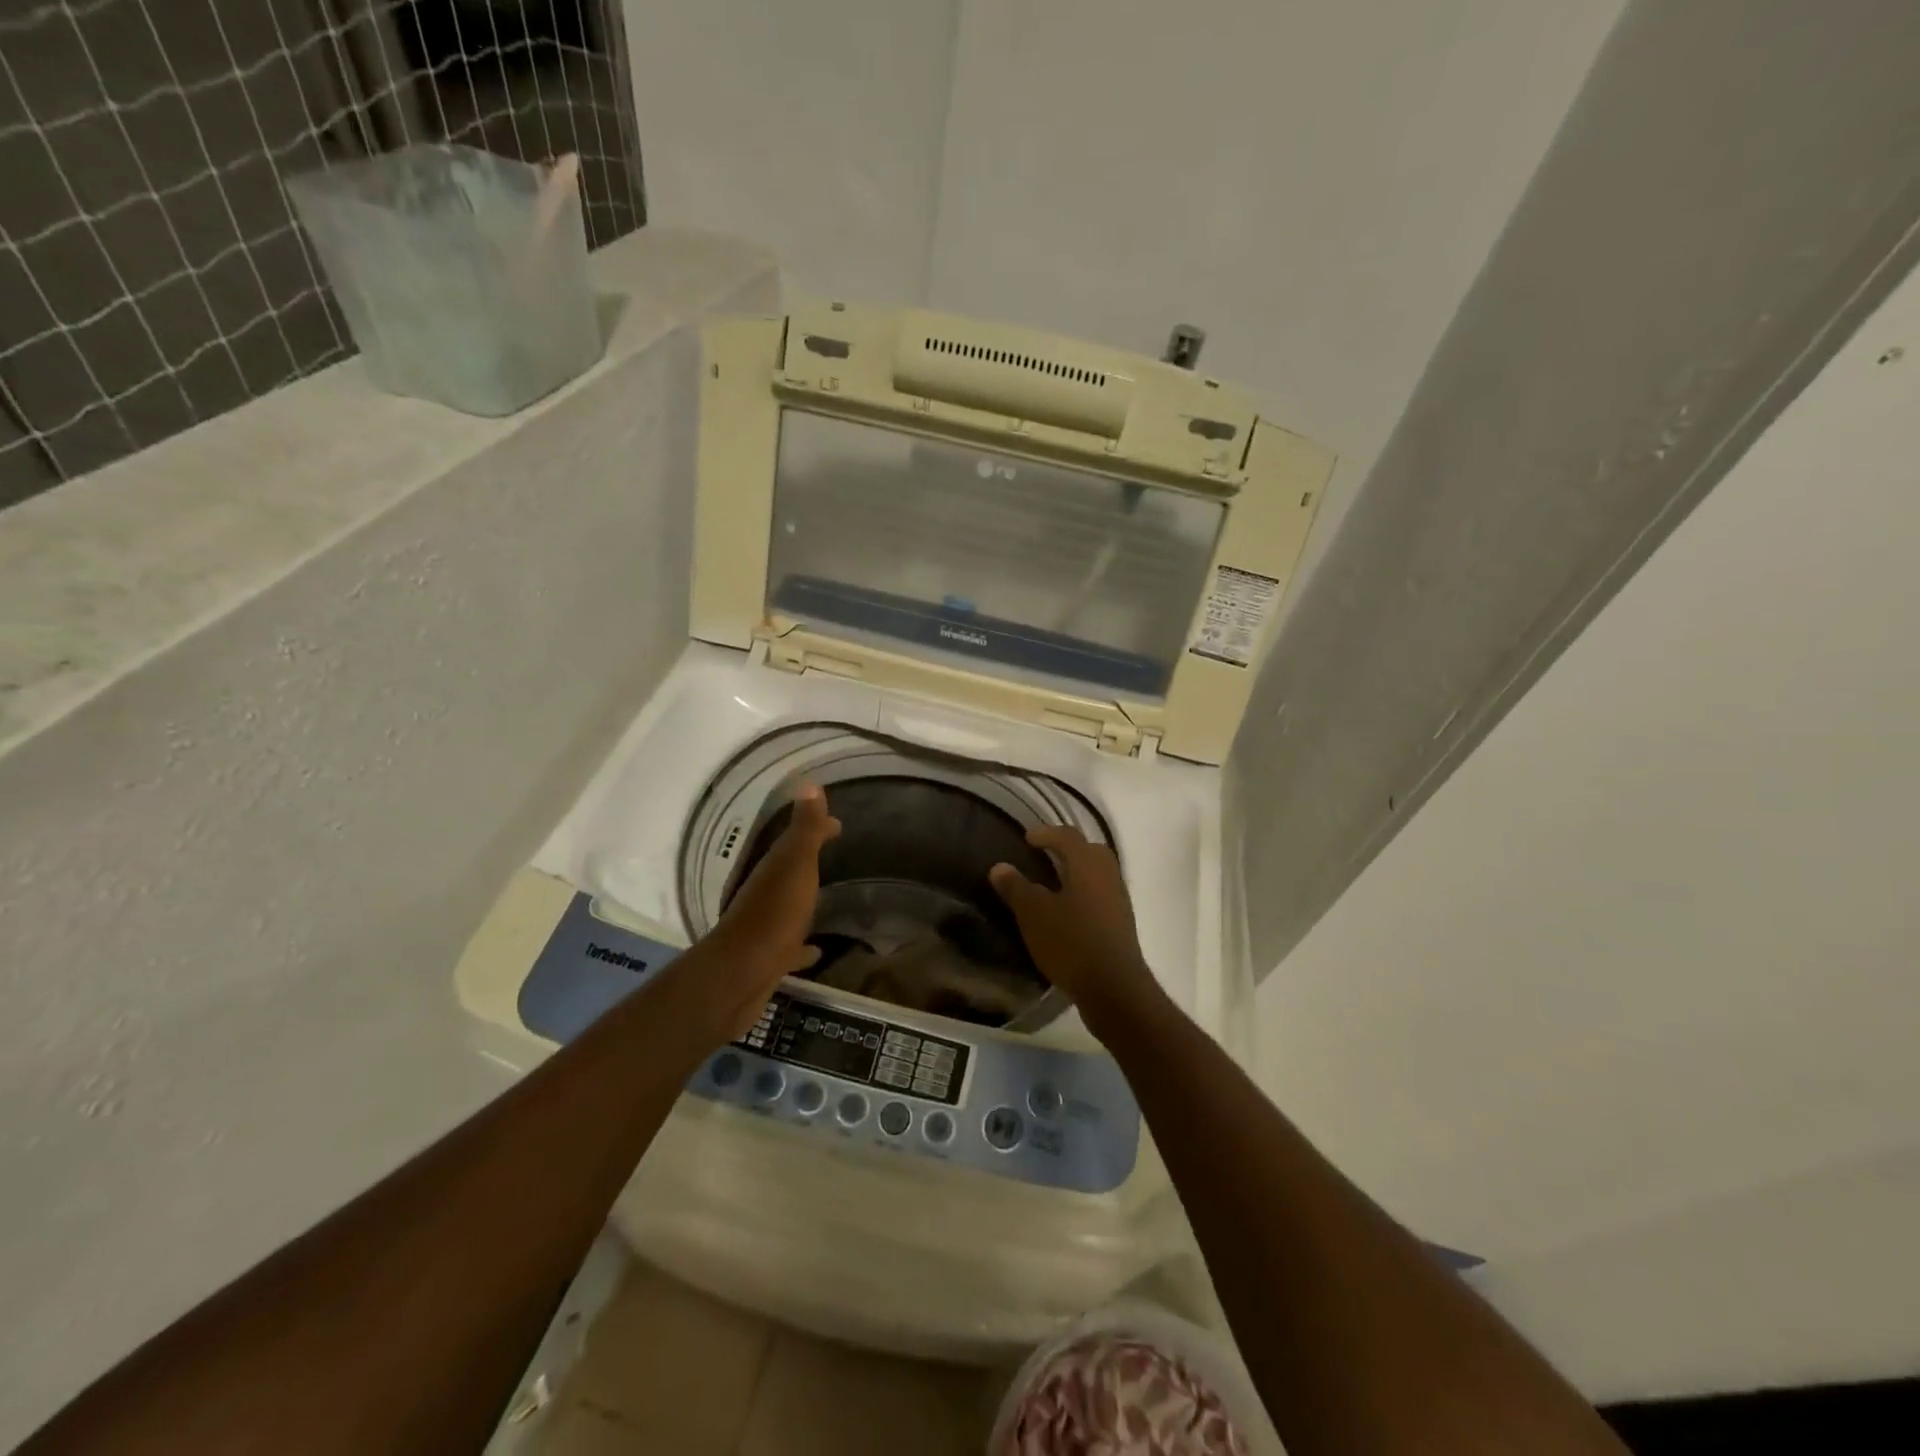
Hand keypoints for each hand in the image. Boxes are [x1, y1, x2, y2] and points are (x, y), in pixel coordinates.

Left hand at [704, 783, 840, 1037]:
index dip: (818, 829)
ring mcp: (766, 927)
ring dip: (804, 900)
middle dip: (810, 860)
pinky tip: (817, 951)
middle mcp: (766, 893)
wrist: (740, 975)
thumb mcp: (794, 865)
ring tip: (827, 900)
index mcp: (774, 868)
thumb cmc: (773, 914)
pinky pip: (791, 946)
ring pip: (789, 906)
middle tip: (834, 853)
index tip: (839, 825)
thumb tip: (809, 783)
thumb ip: (804, 829)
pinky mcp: (769, 959)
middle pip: (791, 870)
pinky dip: (803, 945)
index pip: (798, 839)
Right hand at [989, 827, 1160, 1026]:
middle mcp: (1108, 875)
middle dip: (1067, 849)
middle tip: (1044, 855)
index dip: (1046, 833)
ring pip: (1097, 874)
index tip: (1027, 839)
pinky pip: (1100, 895)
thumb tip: (999, 866)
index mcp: (1088, 864)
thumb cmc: (1071, 942)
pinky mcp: (1121, 924)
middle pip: (1089, 851)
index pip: (1067, 836)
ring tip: (1052, 884)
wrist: (1114, 988)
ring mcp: (1119, 900)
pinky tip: (1067, 912)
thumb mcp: (1034, 914)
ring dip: (1076, 872)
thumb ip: (1016, 887)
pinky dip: (1083, 894)